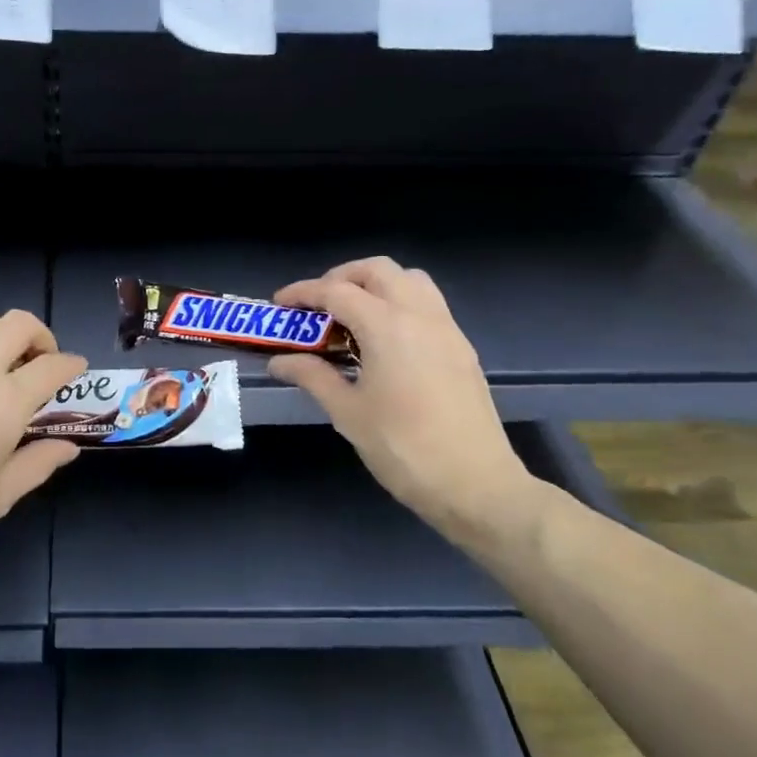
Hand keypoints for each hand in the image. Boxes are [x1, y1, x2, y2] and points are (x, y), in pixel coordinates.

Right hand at [269, 258, 536, 549]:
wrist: (477, 486)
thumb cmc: (403, 448)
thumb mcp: (348, 413)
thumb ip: (312, 377)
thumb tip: (279, 362)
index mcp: (387, 326)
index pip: (337, 291)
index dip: (303, 293)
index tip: (279, 304)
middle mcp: (420, 315)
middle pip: (377, 270)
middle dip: (341, 278)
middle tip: (318, 306)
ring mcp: (447, 329)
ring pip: (409, 280)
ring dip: (375, 285)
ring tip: (352, 317)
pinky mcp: (461, 348)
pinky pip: (427, 304)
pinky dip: (399, 303)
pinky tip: (383, 340)